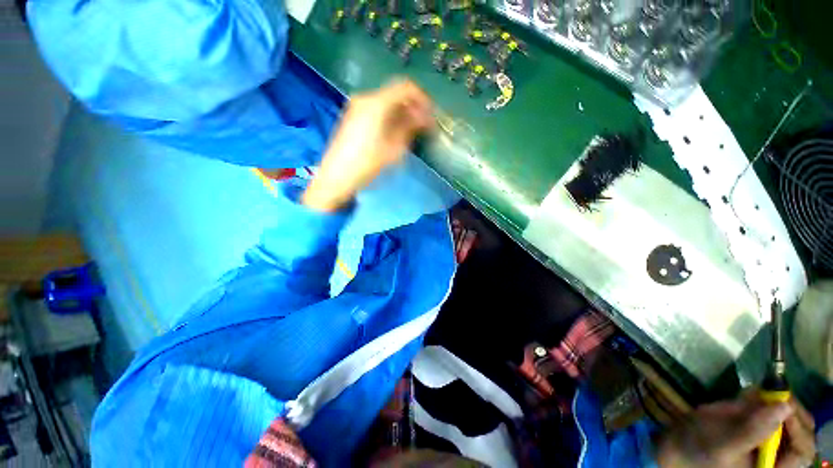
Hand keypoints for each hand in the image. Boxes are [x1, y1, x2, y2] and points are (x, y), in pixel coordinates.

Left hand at [302, 79, 433, 211]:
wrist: (337, 176)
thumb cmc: (367, 164)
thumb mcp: (393, 149)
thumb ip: (410, 128)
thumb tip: (423, 117)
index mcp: (376, 103)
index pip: (405, 87)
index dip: (422, 98)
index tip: (431, 114)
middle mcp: (365, 98)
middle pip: (395, 93)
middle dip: (413, 106)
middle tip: (424, 124)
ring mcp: (357, 106)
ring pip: (386, 102)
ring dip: (402, 112)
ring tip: (412, 130)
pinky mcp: (353, 116)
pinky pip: (377, 109)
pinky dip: (390, 116)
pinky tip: (396, 131)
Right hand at [656, 392, 815, 467]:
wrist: (679, 440)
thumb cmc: (699, 447)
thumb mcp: (723, 443)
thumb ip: (752, 430)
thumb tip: (785, 406)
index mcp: (771, 467)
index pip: (802, 452)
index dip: (799, 430)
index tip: (785, 405)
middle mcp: (775, 454)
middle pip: (801, 432)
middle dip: (792, 410)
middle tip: (776, 392)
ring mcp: (767, 438)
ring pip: (789, 416)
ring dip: (778, 400)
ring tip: (759, 392)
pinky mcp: (756, 423)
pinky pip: (771, 407)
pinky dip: (765, 395)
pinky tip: (749, 393)